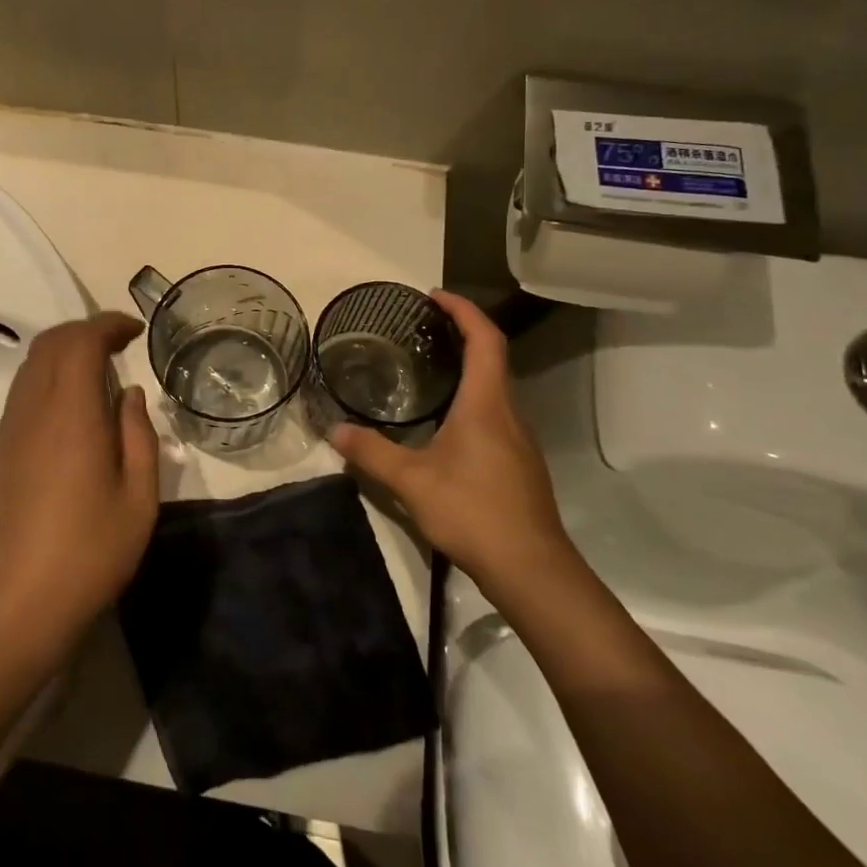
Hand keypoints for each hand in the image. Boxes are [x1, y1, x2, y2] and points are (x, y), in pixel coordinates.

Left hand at [0, 314, 159, 672]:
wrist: (14, 605)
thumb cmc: (88, 553)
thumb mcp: (138, 499)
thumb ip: (139, 436)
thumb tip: (129, 395)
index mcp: (71, 414)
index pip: (81, 341)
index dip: (108, 325)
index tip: (135, 331)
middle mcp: (33, 410)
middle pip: (50, 343)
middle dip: (86, 330)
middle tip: (120, 344)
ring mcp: (9, 429)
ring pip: (32, 365)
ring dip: (65, 352)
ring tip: (100, 371)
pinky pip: (23, 391)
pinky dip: (49, 377)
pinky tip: (73, 407)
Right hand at [329, 291, 571, 584]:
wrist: (532, 569)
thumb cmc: (474, 512)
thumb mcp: (412, 481)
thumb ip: (371, 453)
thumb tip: (334, 430)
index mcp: (486, 403)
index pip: (484, 339)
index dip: (463, 310)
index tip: (434, 296)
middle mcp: (508, 412)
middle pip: (493, 357)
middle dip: (462, 333)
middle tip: (422, 327)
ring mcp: (518, 439)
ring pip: (495, 386)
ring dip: (468, 366)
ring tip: (428, 365)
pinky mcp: (518, 462)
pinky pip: (495, 412)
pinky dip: (471, 396)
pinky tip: (445, 419)